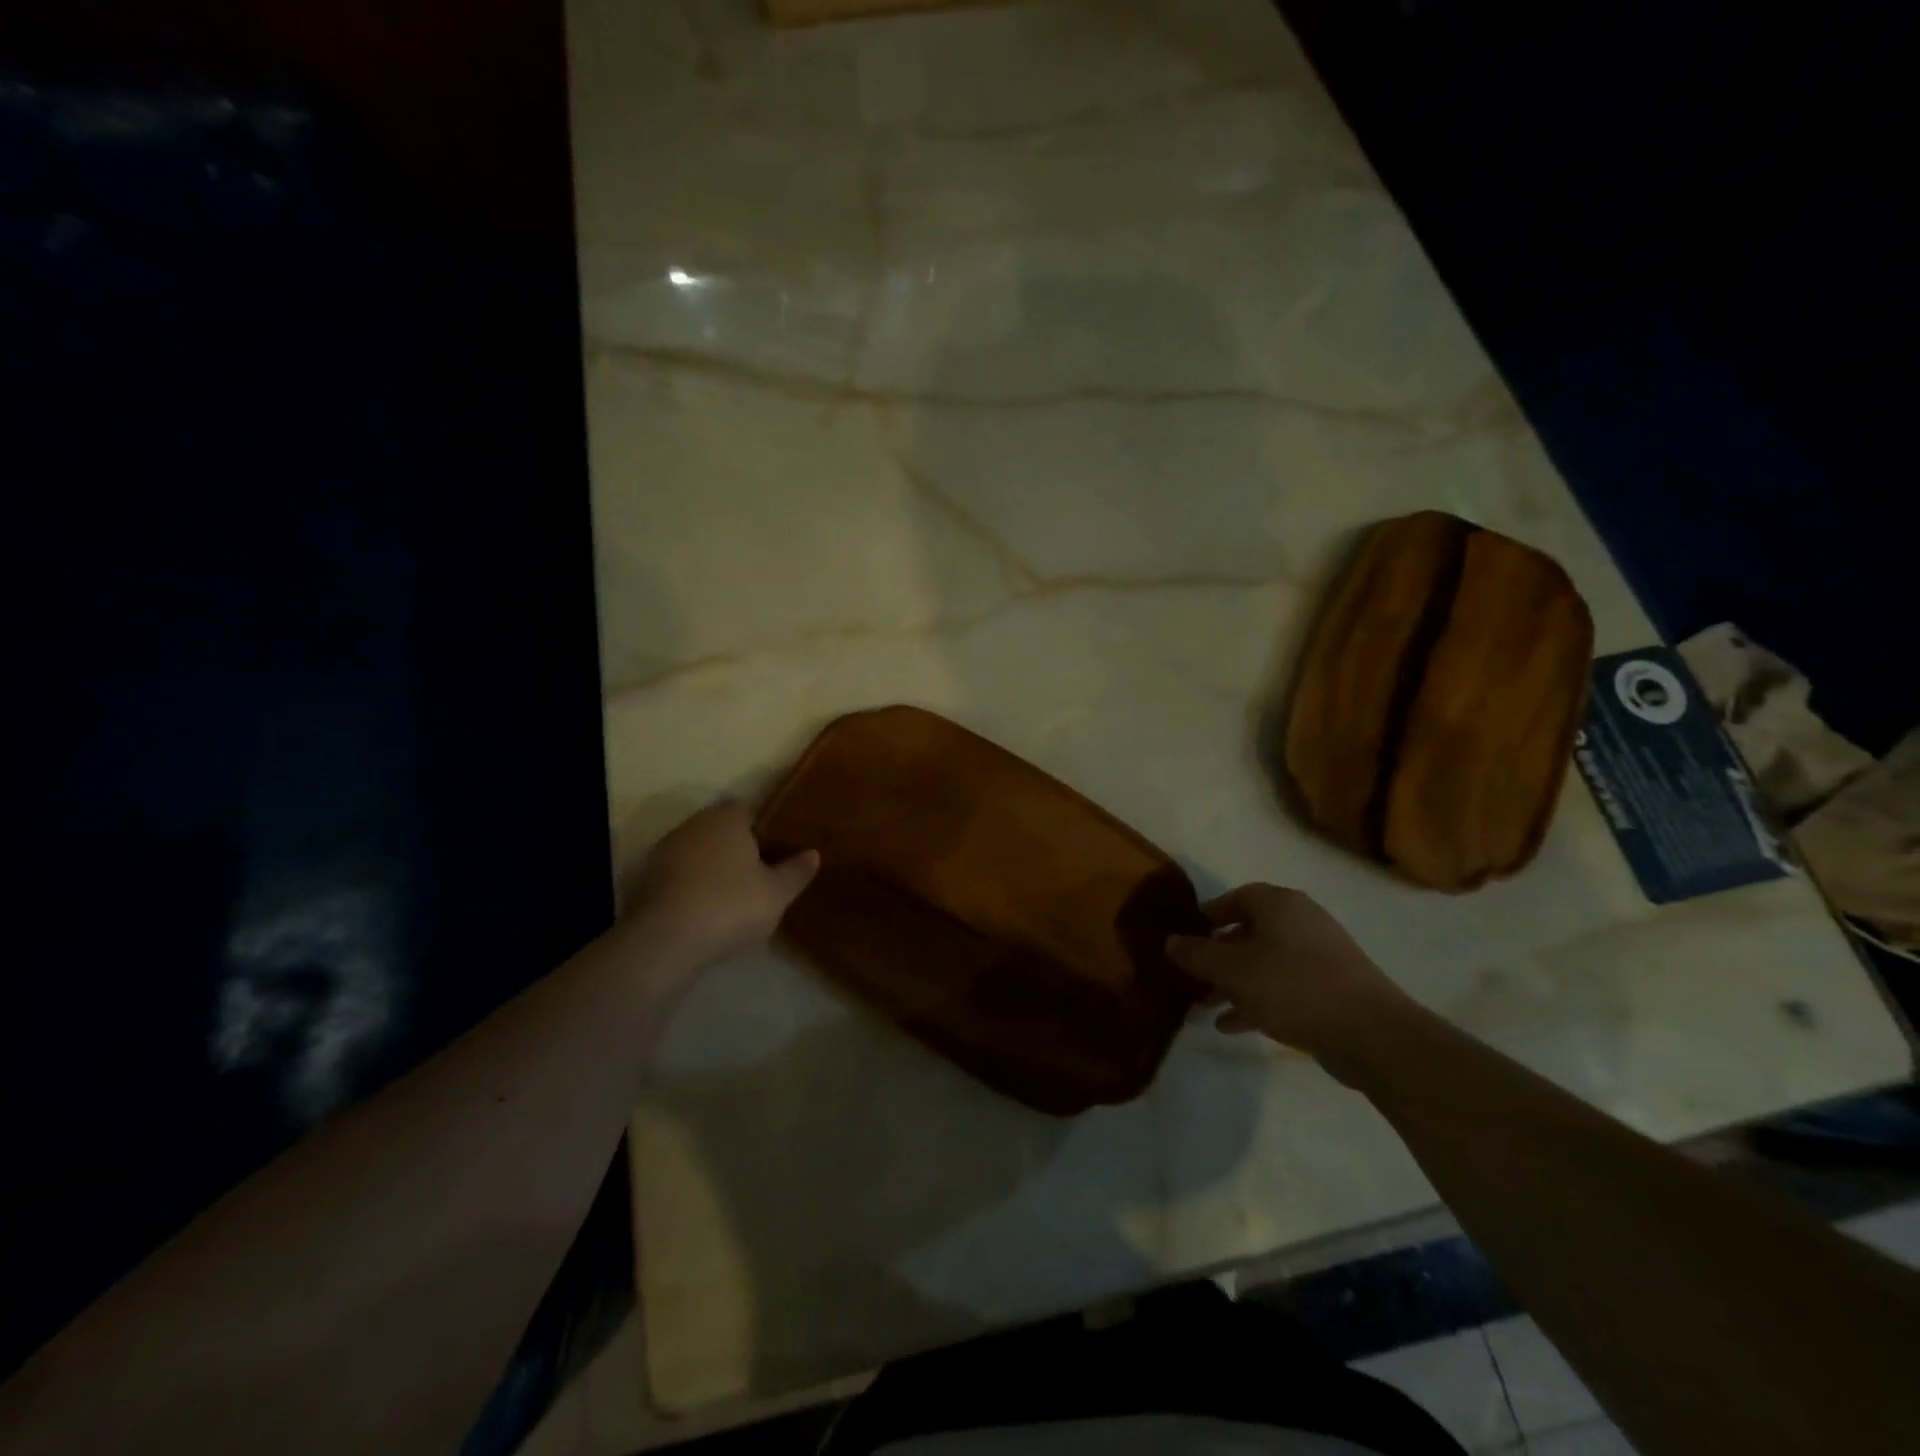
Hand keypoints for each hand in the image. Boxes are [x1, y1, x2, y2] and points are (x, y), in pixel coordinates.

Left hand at [625, 801, 818, 970]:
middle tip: (757, 871)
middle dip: (735, 846)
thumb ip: (796, 872)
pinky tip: (704, 910)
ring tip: (731, 894)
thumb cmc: (731, 905)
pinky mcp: (646, 880)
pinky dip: (690, 886)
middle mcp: (694, 825)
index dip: (760, 825)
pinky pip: (677, 876)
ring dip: (710, 867)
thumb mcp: (777, 893)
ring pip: (696, 851)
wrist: (667, 940)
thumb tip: (813, 854)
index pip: (745, 808)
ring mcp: (665, 852)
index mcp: (727, 819)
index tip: (774, 846)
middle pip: (718, 828)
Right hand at [1166, 884, 1407, 1064]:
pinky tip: (1232, 1025)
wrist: (1371, 1033)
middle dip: (1218, 956)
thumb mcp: (1232, 971)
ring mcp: (1321, 956)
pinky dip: (1257, 1000)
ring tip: (1205, 1007)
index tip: (1188, 934)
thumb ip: (1197, 955)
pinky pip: (1284, 987)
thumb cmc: (1292, 986)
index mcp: (1279, 905)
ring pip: (1265, 963)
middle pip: (1250, 932)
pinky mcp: (1332, 989)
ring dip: (1234, 983)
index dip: (1210, 914)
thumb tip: (1170, 941)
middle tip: (1192, 976)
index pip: (1237, 897)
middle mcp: (1301, 922)